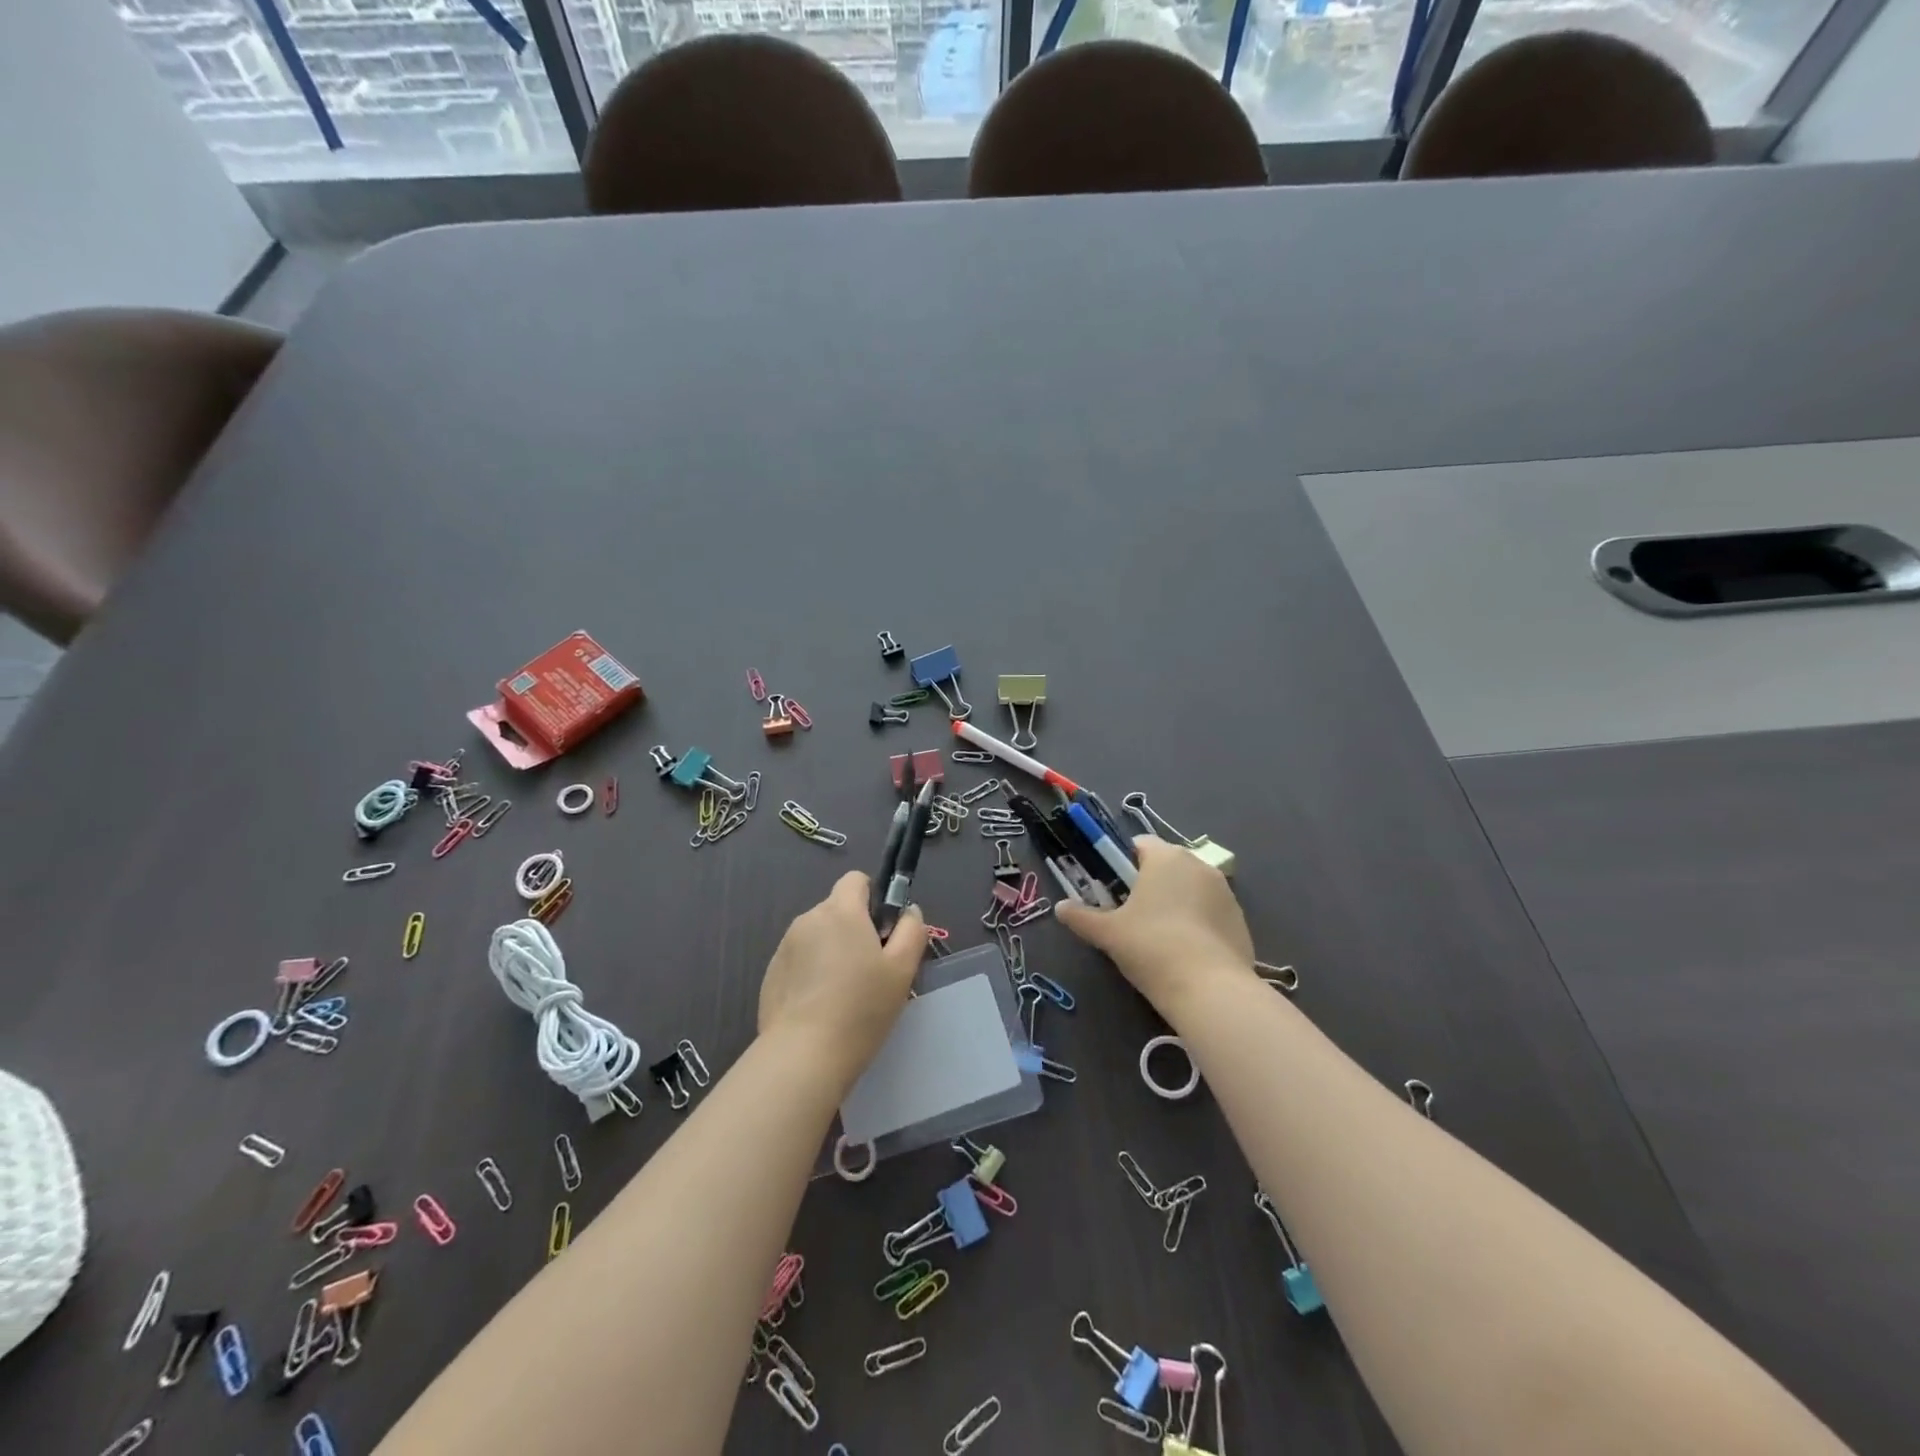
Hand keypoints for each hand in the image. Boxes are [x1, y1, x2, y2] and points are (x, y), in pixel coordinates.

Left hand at [758, 872, 924, 1081]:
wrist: (804, 1055)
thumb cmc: (862, 1007)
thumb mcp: (903, 969)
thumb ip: (912, 930)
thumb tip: (908, 911)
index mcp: (841, 910)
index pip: (856, 880)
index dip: (873, 898)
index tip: (883, 932)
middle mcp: (808, 919)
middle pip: (837, 910)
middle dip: (854, 930)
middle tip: (871, 970)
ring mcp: (785, 947)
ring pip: (818, 936)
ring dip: (832, 952)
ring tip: (845, 994)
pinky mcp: (771, 974)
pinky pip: (800, 961)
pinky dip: (812, 974)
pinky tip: (822, 1008)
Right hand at [1056, 836, 1253, 1012]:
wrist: (1210, 989)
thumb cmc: (1151, 947)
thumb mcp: (1108, 933)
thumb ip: (1081, 917)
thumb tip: (1060, 907)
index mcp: (1166, 857)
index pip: (1140, 844)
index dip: (1122, 862)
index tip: (1113, 889)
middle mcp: (1199, 865)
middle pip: (1167, 864)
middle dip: (1150, 883)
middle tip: (1132, 915)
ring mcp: (1225, 892)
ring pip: (1191, 887)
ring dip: (1176, 901)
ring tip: (1160, 937)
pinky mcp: (1240, 919)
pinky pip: (1211, 911)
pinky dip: (1198, 923)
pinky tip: (1186, 952)